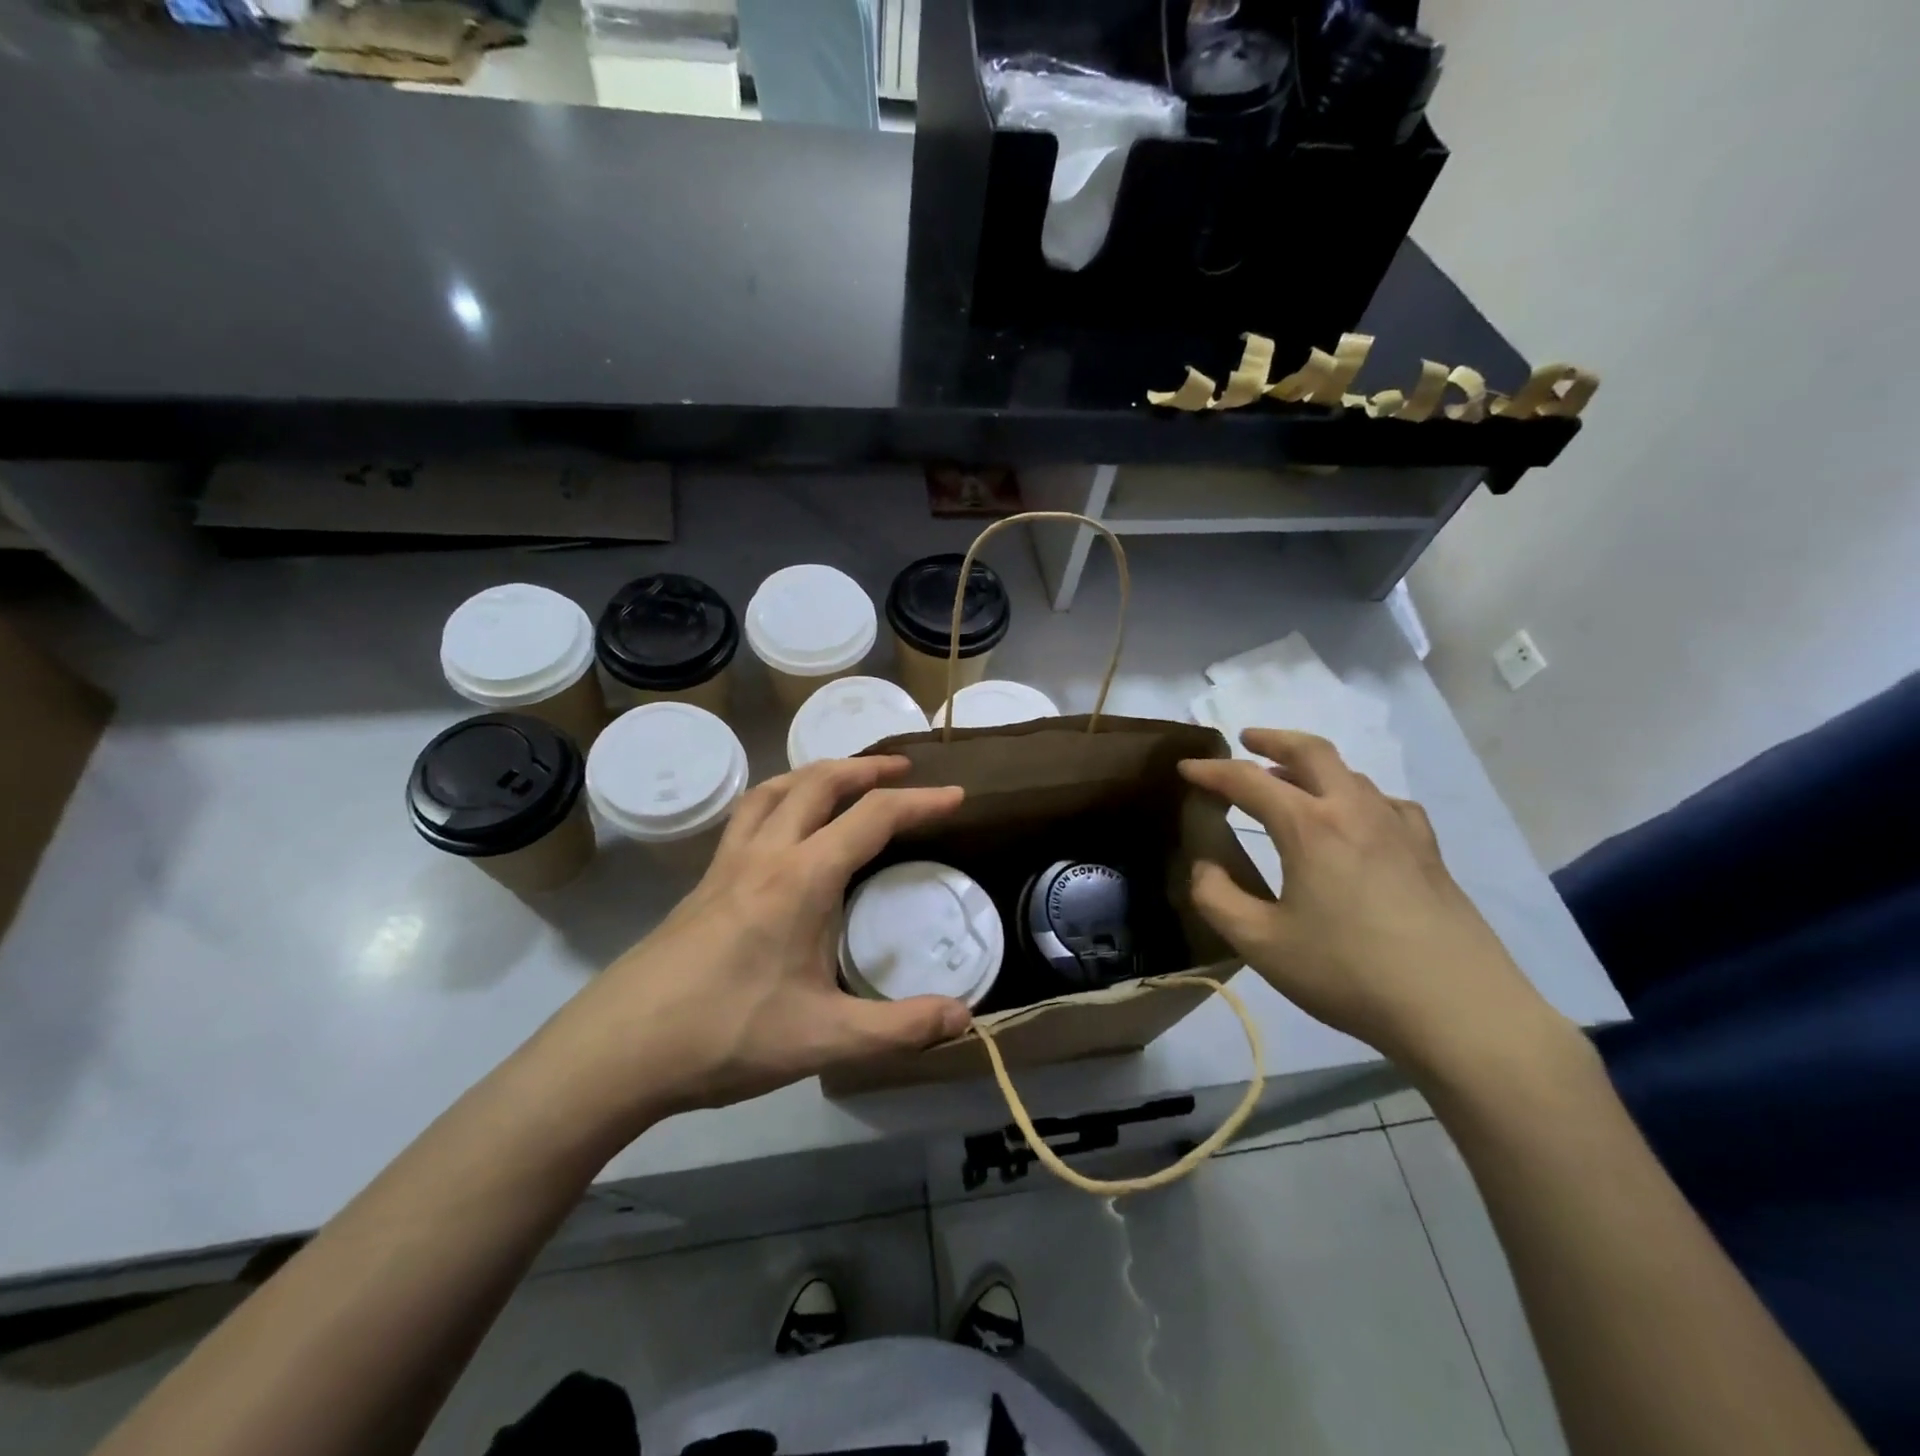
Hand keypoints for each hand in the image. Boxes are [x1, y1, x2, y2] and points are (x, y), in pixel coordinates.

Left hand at [543, 757, 971, 1131]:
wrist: (618, 1050)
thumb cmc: (725, 1034)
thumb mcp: (824, 1039)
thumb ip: (899, 1028)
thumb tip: (963, 1017)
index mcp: (801, 878)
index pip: (873, 817)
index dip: (920, 801)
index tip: (956, 795)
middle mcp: (765, 854)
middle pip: (819, 783)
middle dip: (866, 768)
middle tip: (902, 771)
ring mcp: (727, 865)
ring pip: (774, 790)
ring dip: (816, 773)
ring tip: (844, 781)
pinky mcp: (704, 884)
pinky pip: (749, 816)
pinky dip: (780, 799)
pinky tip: (783, 831)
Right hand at [1178, 729, 1568, 1079]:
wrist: (1460, 1012)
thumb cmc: (1348, 973)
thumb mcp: (1260, 944)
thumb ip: (1216, 898)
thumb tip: (1205, 865)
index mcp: (1310, 827)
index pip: (1249, 780)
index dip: (1212, 771)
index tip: (1186, 769)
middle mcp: (1355, 812)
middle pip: (1312, 751)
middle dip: (1273, 739)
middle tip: (1246, 740)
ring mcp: (1399, 829)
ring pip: (1351, 774)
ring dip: (1313, 768)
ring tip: (1290, 783)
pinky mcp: (1429, 853)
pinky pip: (1386, 803)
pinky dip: (1356, 796)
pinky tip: (1356, 821)